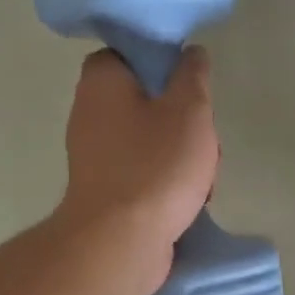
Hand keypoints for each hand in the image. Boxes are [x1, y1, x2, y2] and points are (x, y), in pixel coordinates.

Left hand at [56, 46, 219, 294]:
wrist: (121, 241)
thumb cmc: (155, 166)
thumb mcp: (189, 110)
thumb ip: (193, 75)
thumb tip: (190, 53)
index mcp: (102, 80)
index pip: (131, 53)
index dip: (164, 64)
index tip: (192, 84)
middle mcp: (90, 112)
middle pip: (148, 100)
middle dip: (184, 120)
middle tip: (205, 139)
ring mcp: (96, 155)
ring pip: (151, 139)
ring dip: (182, 155)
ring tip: (204, 178)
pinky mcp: (106, 190)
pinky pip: (143, 171)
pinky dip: (167, 182)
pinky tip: (191, 201)